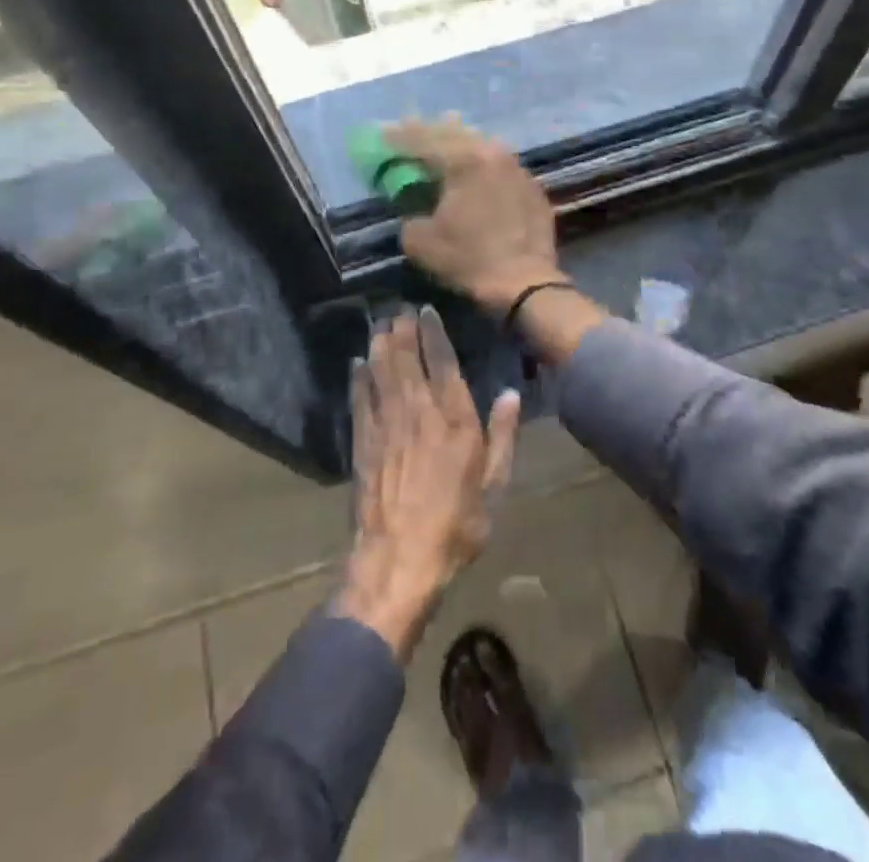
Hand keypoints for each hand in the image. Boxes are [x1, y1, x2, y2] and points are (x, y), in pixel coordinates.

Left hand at [338, 306, 520, 660]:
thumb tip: (511, 394)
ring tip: (380, 322)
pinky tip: (357, 362)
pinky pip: (359, 398)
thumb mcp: (494, 485)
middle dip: (402, 329)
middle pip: (406, 358)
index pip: (442, 361)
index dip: (433, 332)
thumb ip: (503, 436)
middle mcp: (418, 410)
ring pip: (381, 370)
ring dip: (380, 343)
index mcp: (454, 418)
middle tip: (399, 308)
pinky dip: (358, 377)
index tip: (426, 310)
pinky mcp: (362, 442)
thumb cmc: (456, 525)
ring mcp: (385, 424)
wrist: (398, 560)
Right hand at [384, 119, 562, 317]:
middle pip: (455, 133)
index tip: (382, 132)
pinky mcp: (532, 187)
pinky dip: (482, 165)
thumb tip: (414, 209)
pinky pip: (500, 166)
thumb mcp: (421, 241)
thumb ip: (409, 214)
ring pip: (482, 145)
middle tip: (410, 127)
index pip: (423, 139)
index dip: (399, 136)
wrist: (524, 283)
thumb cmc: (469, 259)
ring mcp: (517, 168)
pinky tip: (476, 173)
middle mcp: (492, 153)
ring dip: (459, 143)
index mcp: (463, 160)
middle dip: (429, 131)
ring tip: (443, 143)